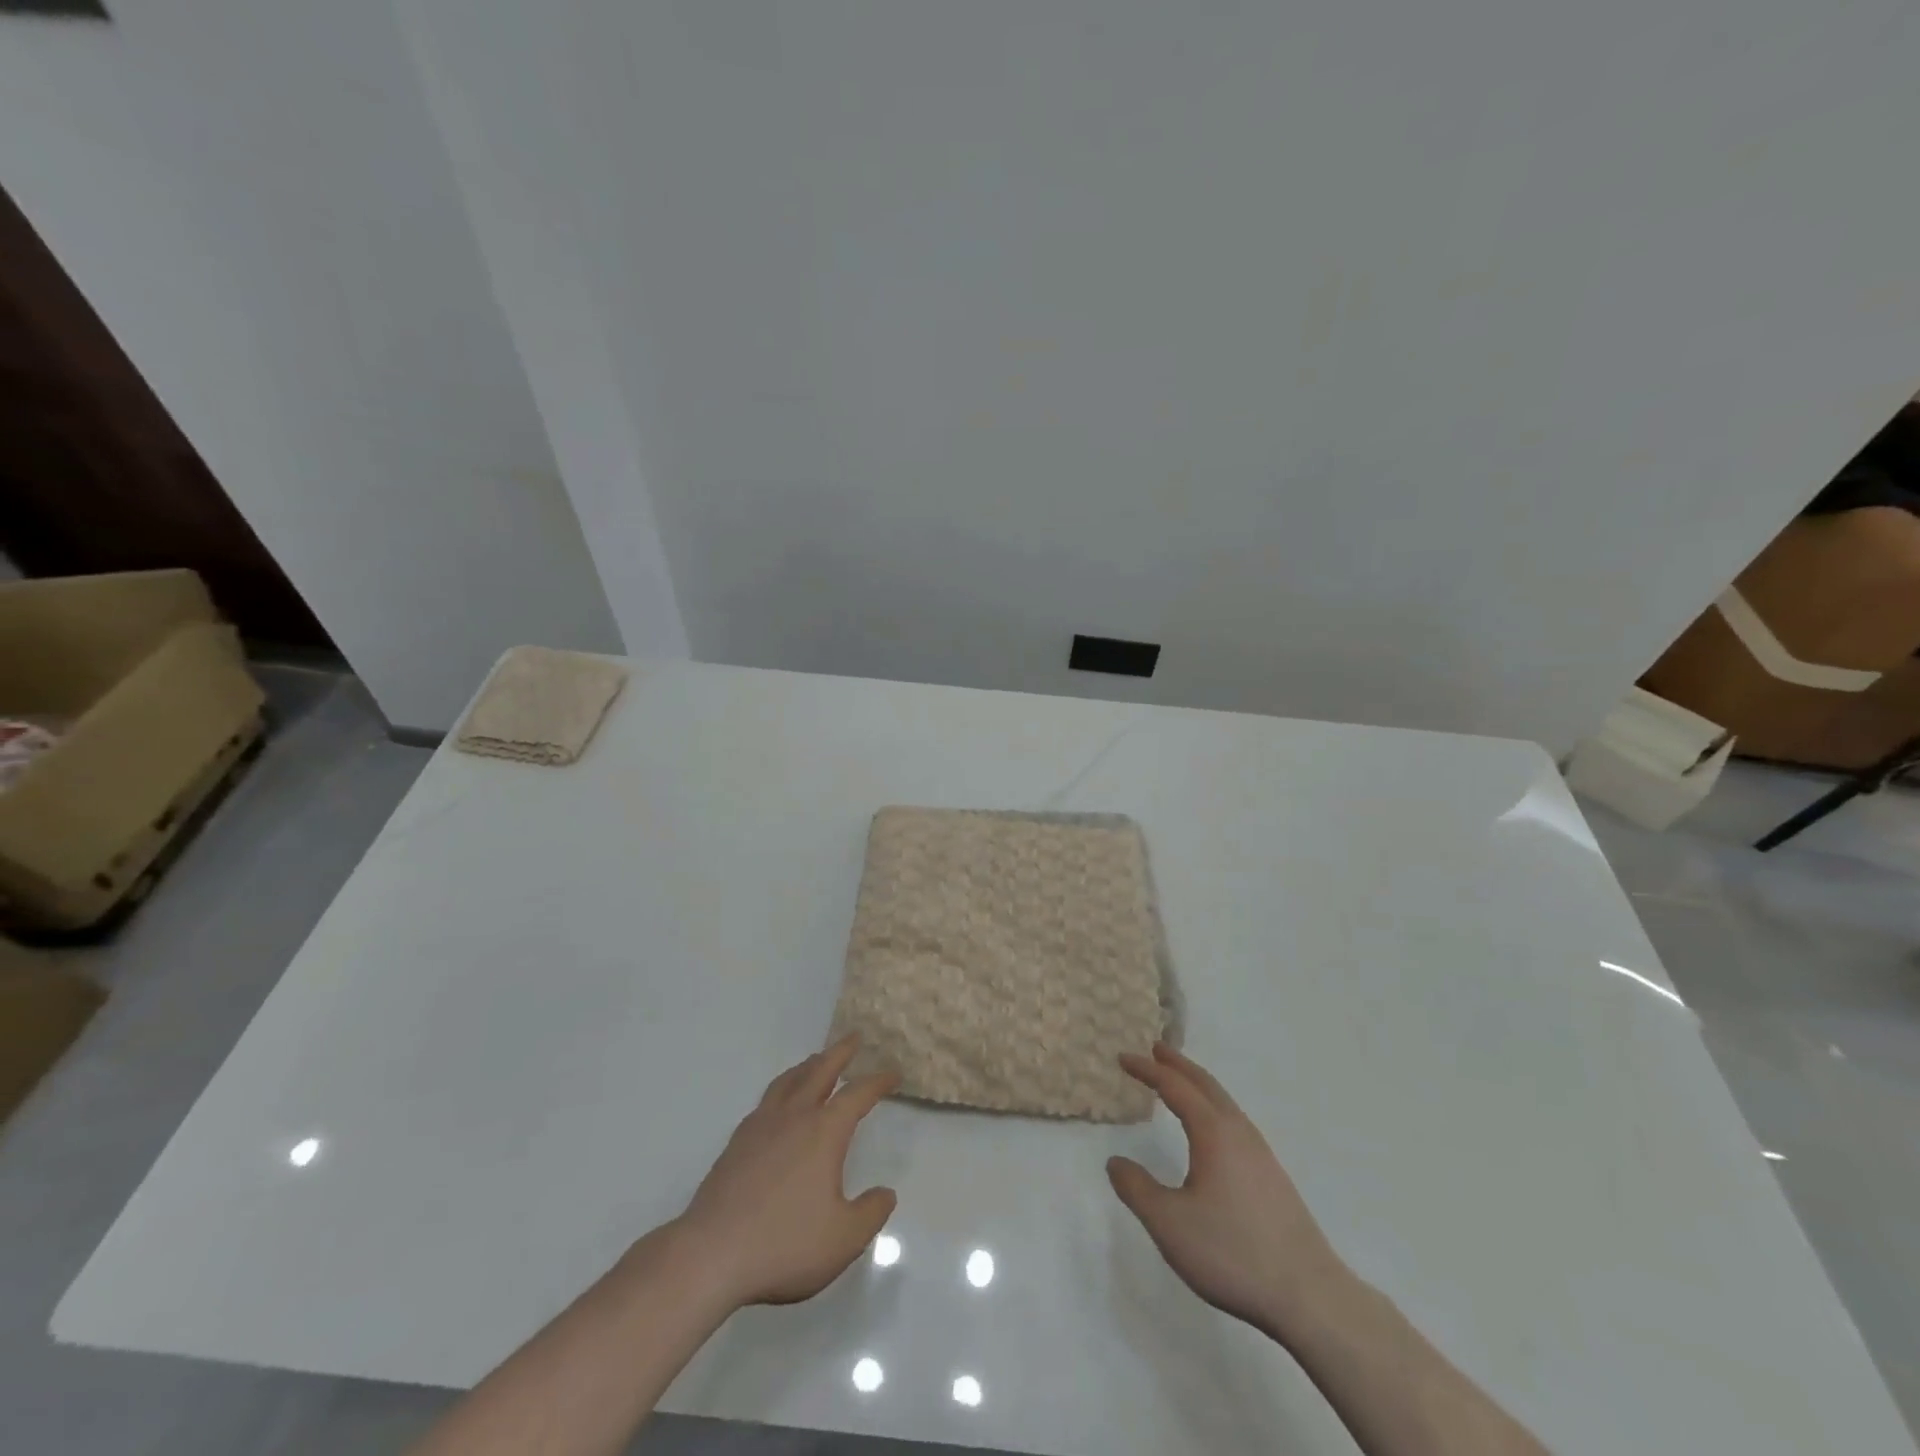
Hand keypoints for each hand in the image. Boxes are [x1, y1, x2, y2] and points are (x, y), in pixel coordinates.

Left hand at [672, 1035, 898, 1307]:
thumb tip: (885, 1193)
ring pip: (789, 1081)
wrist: (711, 1254)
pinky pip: (766, 1101)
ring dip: (808, 1065)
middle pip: (820, 1071)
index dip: (878, 1081)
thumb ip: (871, 1213)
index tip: (893, 1074)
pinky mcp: (736, 1143)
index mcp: (824, 1131)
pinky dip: (782, 1090)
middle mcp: (794, 1117)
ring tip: (816, 1061)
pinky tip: (779, 1103)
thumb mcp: (843, 1238)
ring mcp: (761, 1126)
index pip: (858, 1094)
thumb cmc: (784, 1244)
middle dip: (840, 1053)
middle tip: (854, 1038)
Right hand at [1108, 1043, 1347, 1339]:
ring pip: (1224, 1102)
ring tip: (1180, 1082)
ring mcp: (1261, 1154)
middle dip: (1178, 1065)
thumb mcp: (1169, 1224)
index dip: (1147, 1070)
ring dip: (1198, 1085)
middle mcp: (1238, 1132)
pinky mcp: (1273, 1177)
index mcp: (1213, 1132)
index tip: (1123, 1058)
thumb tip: (1115, 1161)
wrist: (1309, 1296)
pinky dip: (1213, 1107)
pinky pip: (1235, 1121)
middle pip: (1205, 1084)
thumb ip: (1137, 1189)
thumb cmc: (1233, 1252)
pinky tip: (1212, 1132)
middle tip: (1156, 1049)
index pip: (1174, 1087)